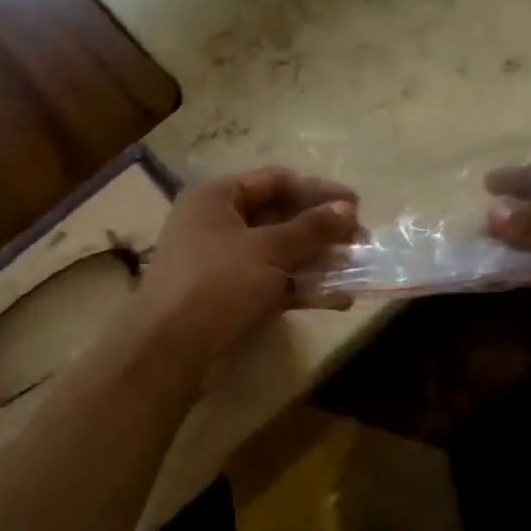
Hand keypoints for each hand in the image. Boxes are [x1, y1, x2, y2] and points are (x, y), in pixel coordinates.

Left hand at [134, 168, 358, 375]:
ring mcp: (224, 262)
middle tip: (360, 240)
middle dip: (322, 229)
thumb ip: (311, 228)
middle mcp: (218, 223)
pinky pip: (274, 282)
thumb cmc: (217, 283)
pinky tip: (338, 299)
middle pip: (280, 216)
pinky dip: (303, 288)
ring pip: (280, 253)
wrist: (170, 350)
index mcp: (217, 198)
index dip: (318, 190)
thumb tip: (348, 208)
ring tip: (356, 270)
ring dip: (318, 260)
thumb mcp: (268, 250)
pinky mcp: (232, 296)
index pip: (276, 181)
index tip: (356, 205)